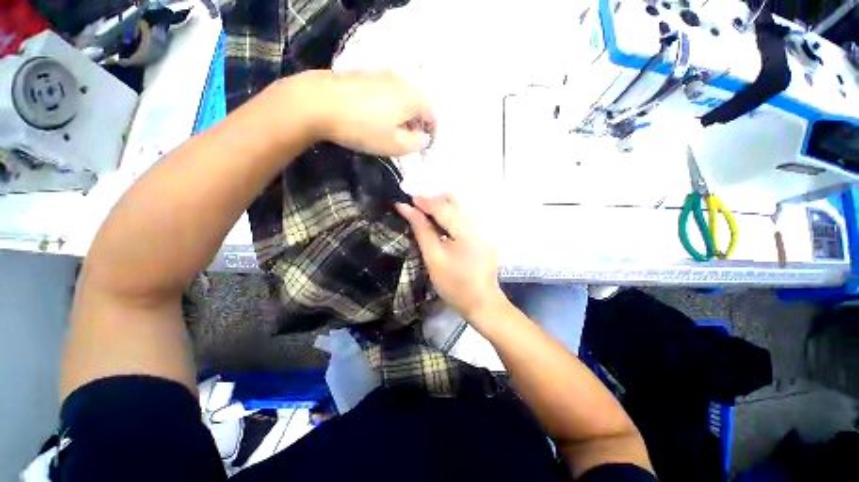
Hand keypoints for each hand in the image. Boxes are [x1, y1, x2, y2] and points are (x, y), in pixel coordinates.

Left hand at [286, 70, 434, 155]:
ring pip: (403, 97)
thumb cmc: (363, 128)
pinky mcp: (367, 74)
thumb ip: (416, 143)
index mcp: (414, 98)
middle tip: (409, 140)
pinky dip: (390, 106)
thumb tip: (423, 138)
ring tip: (393, 130)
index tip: (423, 147)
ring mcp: (384, 75)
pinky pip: (388, 92)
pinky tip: (377, 116)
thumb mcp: (395, 145)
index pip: (433, 116)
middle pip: (419, 105)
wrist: (320, 102)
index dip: (431, 134)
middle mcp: (403, 81)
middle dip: (418, 124)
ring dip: (403, 115)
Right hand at [396, 195, 506, 322]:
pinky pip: (463, 218)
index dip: (423, 201)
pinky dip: (449, 217)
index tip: (405, 198)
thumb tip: (407, 209)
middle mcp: (477, 224)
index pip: (442, 206)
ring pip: (459, 208)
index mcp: (466, 230)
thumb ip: (422, 230)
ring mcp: (483, 230)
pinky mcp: (483, 236)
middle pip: (453, 201)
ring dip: (440, 208)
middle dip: (433, 201)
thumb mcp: (434, 258)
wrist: (482, 303)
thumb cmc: (454, 285)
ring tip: (424, 217)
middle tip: (415, 209)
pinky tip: (440, 227)